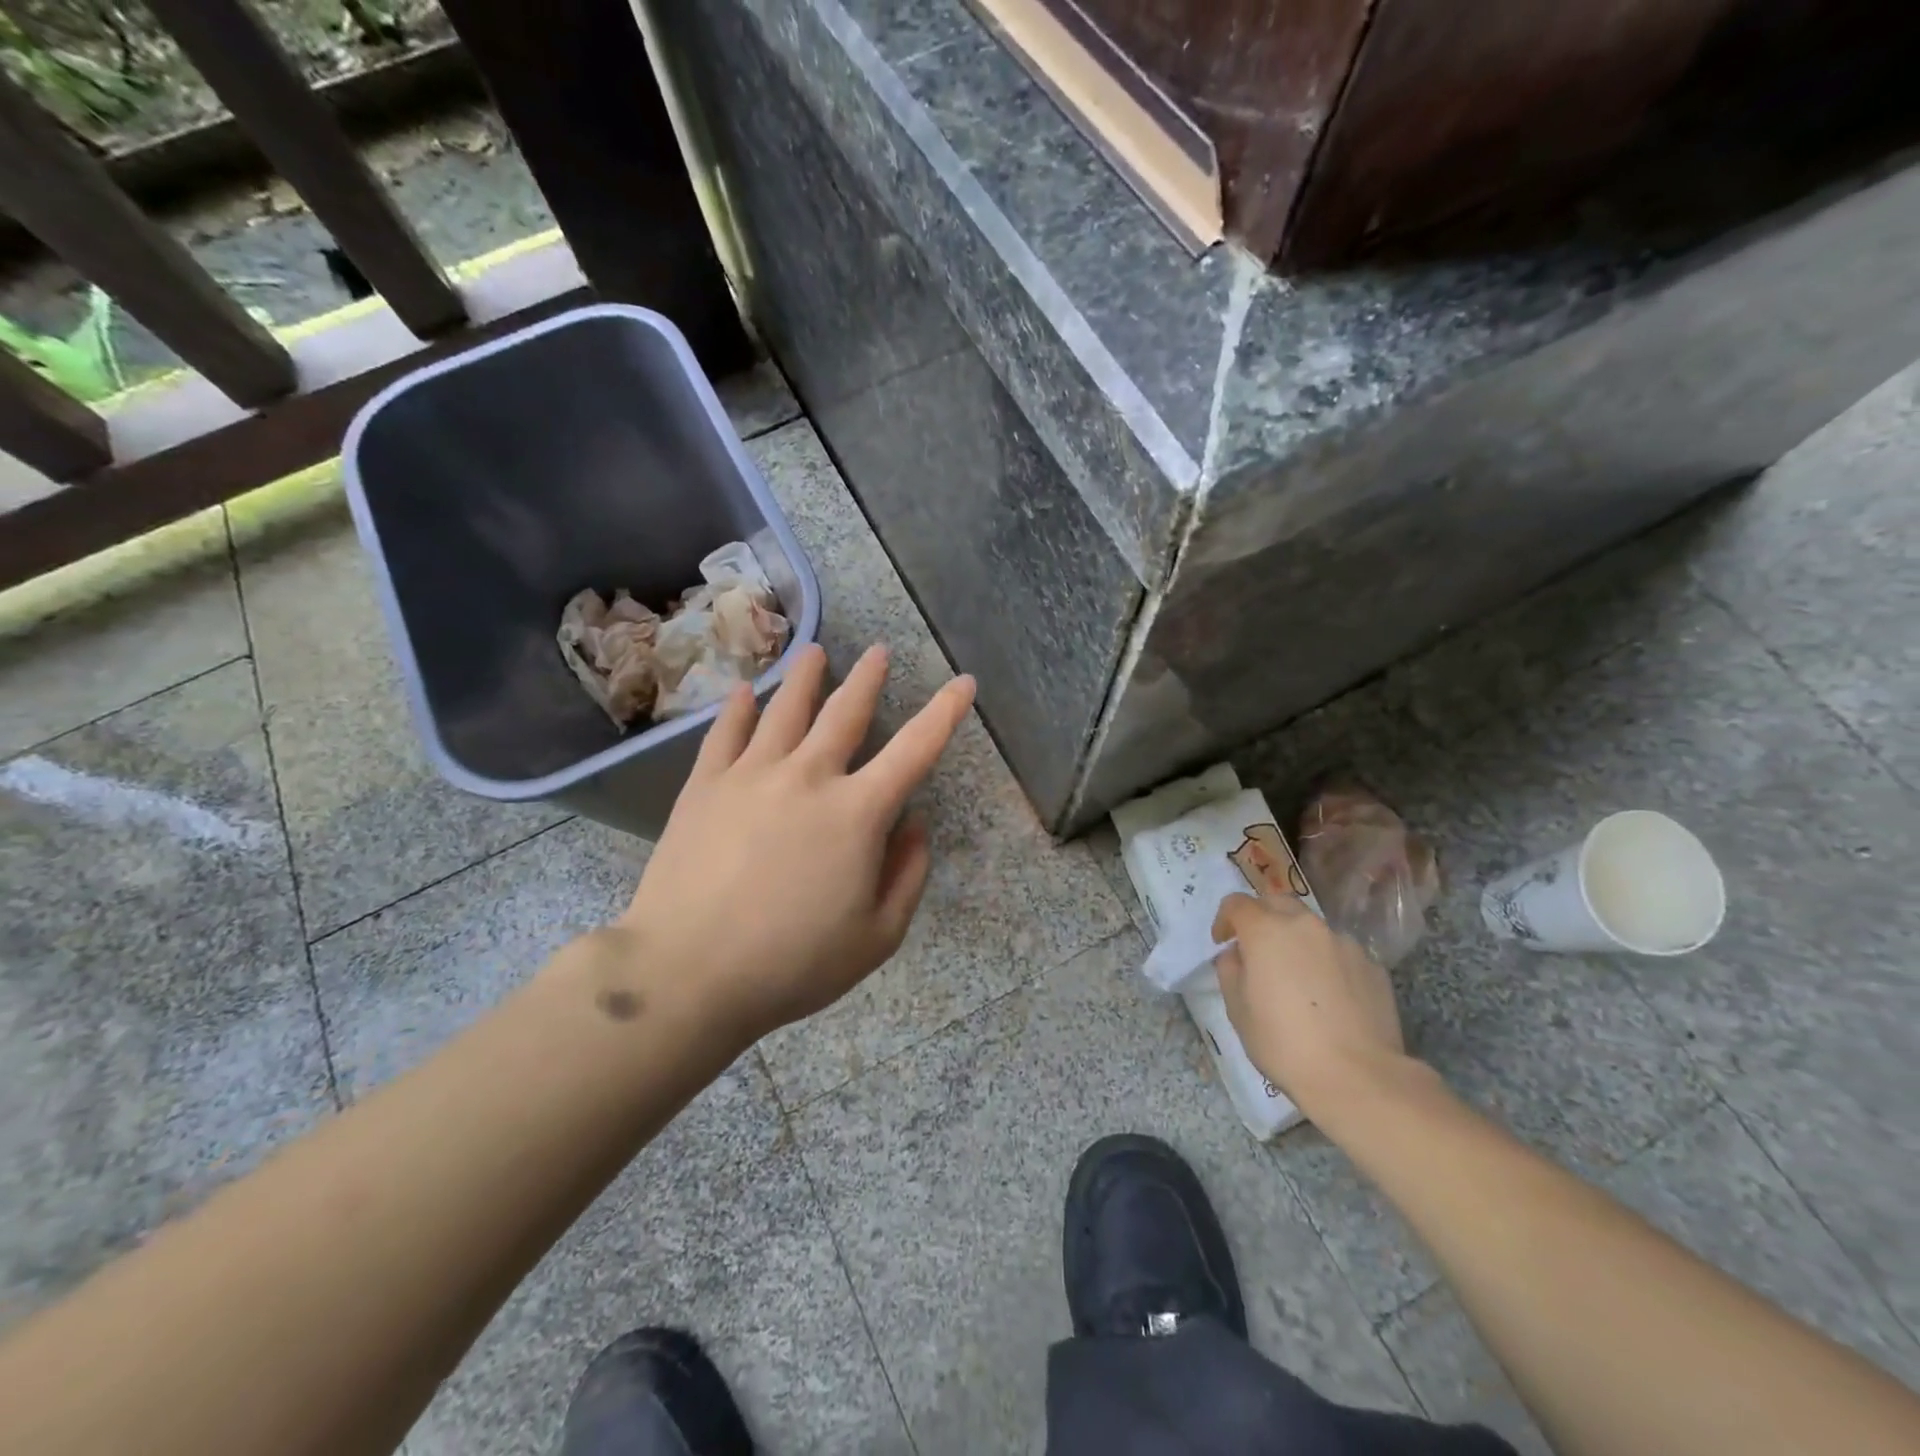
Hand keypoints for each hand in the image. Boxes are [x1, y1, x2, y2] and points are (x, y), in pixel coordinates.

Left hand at [619, 643, 974, 1045]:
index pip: (915, 749)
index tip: (963, 683)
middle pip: (845, 713)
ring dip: (806, 678)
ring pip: (785, 710)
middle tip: (878, 651)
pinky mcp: (705, 787)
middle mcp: (809, 777)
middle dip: (868, 679)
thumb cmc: (793, 963)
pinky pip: (726, 734)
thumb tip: (914, 826)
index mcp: (857, 813)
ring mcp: (751, 776)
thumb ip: (907, 876)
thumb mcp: (877, 937)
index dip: (945, 713)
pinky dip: (740, 708)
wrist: (688, 972)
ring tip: (815, 652)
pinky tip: (746, 691)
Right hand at [1211, 892, 1407, 1115]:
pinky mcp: (1373, 965)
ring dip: (1297, 941)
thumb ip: (1231, 971)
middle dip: (1262, 918)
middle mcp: (1306, 925)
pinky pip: (1339, 952)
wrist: (1358, 1077)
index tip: (1222, 942)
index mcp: (1266, 931)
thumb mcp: (1238, 1010)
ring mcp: (1344, 943)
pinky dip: (1327, 963)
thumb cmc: (1283, 1043)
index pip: (1237, 903)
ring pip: (1311, 928)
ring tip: (1298, 978)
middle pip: (1277, 903)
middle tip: (1257, 950)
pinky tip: (1329, 998)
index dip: (1224, 919)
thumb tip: (1239, 955)